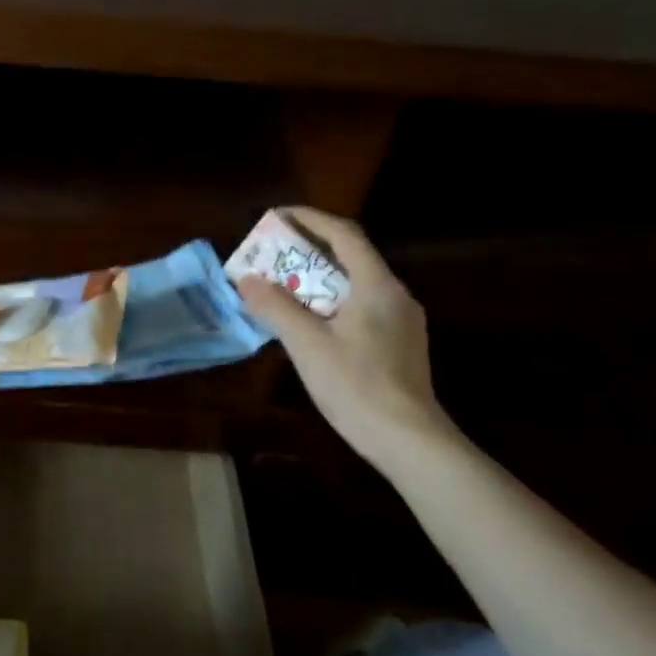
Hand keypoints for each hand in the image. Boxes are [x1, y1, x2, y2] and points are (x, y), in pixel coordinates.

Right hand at [236, 208, 448, 467]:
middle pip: (351, 258)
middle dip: (309, 250)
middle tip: (273, 253)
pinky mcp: (400, 344)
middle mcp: (395, 295)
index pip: (344, 235)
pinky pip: (361, 307)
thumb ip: (276, 307)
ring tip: (284, 285)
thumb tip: (246, 280)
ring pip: (356, 285)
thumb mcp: (307, 344)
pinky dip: (331, 302)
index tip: (277, 215)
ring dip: (319, 278)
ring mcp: (402, 321)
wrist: (408, 440)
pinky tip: (310, 321)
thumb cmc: (357, 386)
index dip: (310, 219)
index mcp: (377, 286)